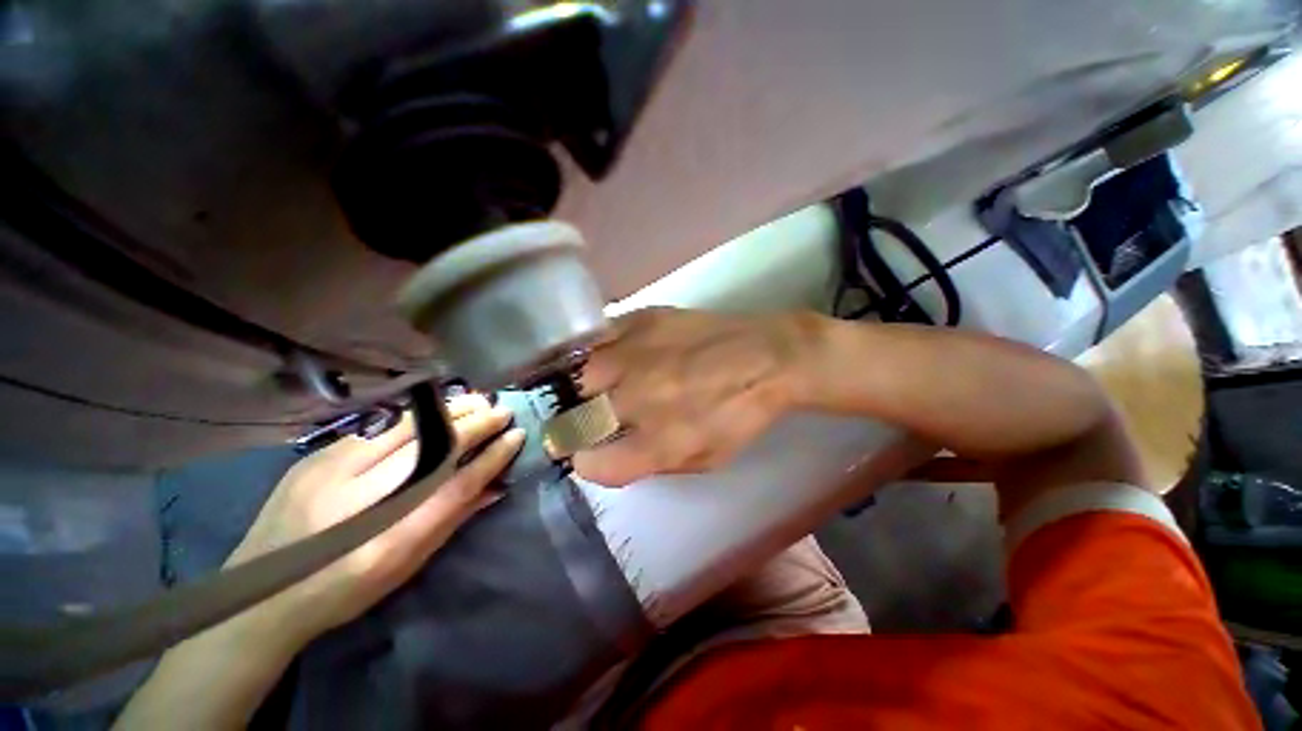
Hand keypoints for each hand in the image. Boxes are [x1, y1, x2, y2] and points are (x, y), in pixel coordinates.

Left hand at [226, 394, 523, 653]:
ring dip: (448, 411)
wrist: (260, 595)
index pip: (457, 485)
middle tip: (501, 410)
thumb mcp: (406, 565)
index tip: (516, 436)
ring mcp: (332, 474)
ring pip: (405, 429)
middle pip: (432, 449)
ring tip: (475, 401)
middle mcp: (363, 501)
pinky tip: (432, 411)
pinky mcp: (315, 459)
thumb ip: (453, 519)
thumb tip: (496, 486)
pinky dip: (414, 417)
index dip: (493, 457)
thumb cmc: (346, 589)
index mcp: (390, 539)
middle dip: (475, 424)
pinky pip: (376, 429)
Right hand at [574, 307, 809, 485]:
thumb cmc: (739, 415)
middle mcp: (640, 399)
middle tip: (580, 420)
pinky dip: (595, 352)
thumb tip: (607, 455)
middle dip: (570, 425)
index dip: (585, 461)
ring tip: (588, 388)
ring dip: (578, 389)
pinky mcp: (642, 321)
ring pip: (577, 376)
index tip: (587, 453)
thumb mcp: (703, 459)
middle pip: (575, 419)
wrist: (766, 357)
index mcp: (659, 443)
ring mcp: (637, 355)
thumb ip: (650, 462)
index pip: (594, 463)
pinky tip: (608, 356)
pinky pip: (598, 339)